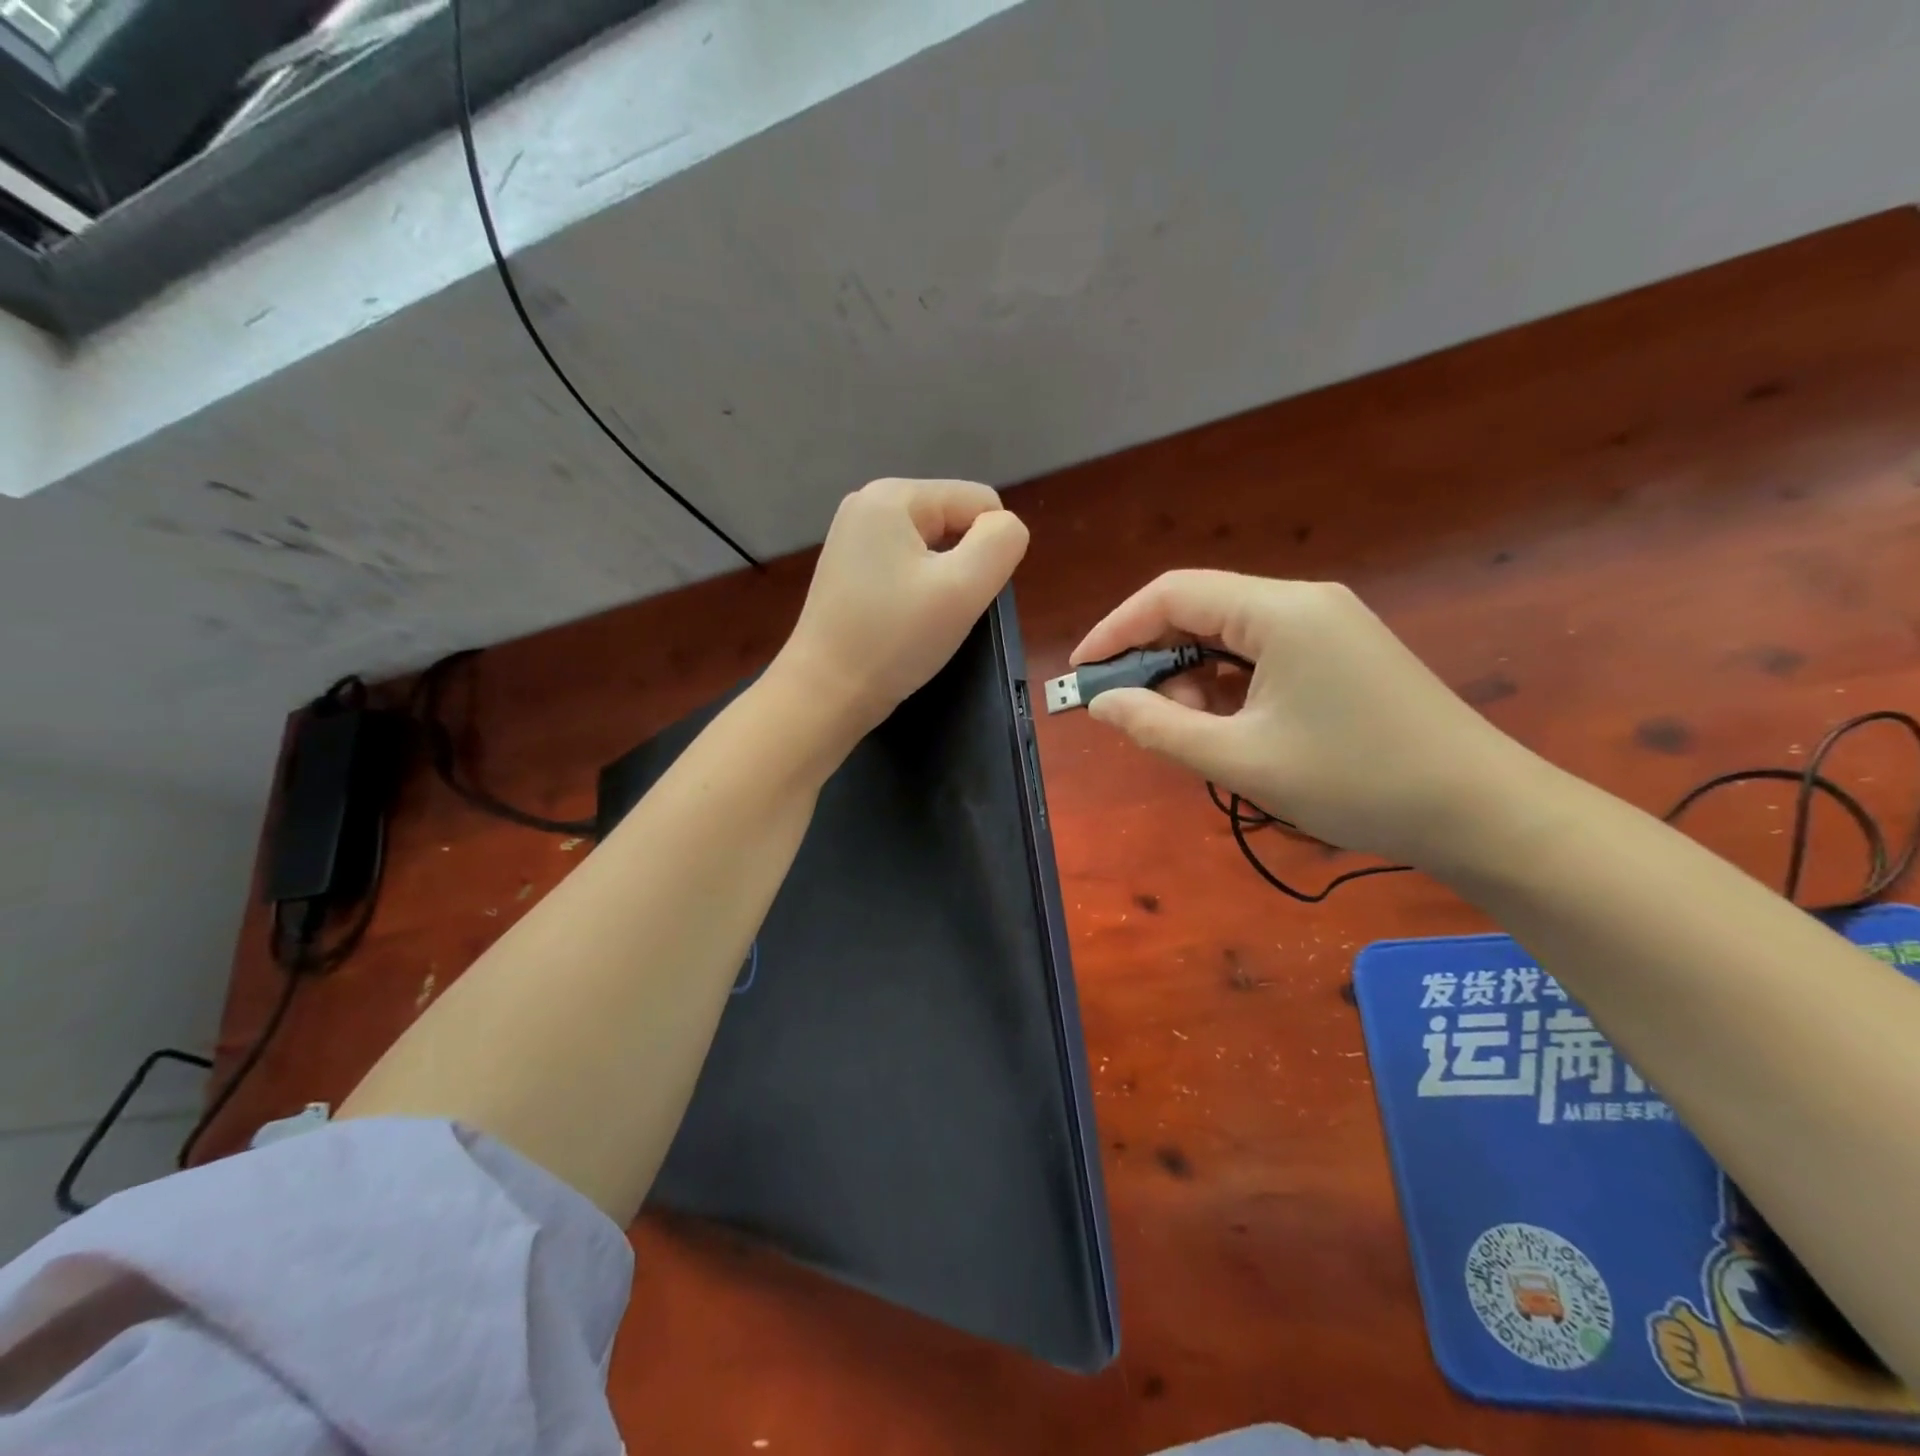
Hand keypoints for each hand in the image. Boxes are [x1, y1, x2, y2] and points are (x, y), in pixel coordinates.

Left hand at [779, 478, 1029, 736]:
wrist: (824, 694)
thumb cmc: (894, 640)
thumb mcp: (963, 588)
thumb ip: (1001, 543)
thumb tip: (1006, 528)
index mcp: (893, 495)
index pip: (980, 502)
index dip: (989, 551)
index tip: (961, 595)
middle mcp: (868, 503)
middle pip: (954, 521)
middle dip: (962, 565)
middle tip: (940, 611)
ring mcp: (854, 537)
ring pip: (934, 548)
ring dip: (942, 582)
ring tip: (920, 619)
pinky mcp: (849, 569)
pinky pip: (907, 566)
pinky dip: (917, 592)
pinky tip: (901, 622)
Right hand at [1071, 570, 1538, 868]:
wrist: (1481, 811)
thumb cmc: (1355, 781)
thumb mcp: (1241, 759)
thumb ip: (1159, 727)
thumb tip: (1101, 704)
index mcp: (1279, 611)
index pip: (1172, 595)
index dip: (1116, 630)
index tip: (1082, 675)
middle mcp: (1302, 602)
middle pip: (1200, 610)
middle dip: (1154, 658)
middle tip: (1131, 714)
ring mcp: (1328, 626)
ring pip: (1230, 636)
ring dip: (1192, 678)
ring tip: (1186, 733)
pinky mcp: (1342, 653)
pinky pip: (1262, 655)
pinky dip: (1229, 686)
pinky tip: (1227, 727)